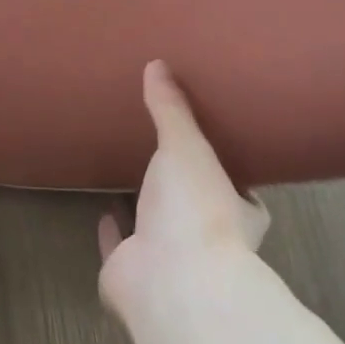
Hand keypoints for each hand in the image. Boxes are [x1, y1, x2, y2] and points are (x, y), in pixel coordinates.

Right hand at [97, 61, 268, 314]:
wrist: (171, 279)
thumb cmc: (196, 209)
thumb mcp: (187, 146)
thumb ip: (172, 110)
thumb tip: (158, 64)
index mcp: (235, 213)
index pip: (241, 194)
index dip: (229, 177)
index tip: (216, 155)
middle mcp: (205, 239)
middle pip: (196, 212)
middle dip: (182, 192)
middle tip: (165, 163)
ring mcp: (168, 261)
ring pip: (156, 230)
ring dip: (146, 210)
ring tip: (130, 179)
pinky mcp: (130, 274)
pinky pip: (119, 247)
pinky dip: (112, 233)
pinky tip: (103, 215)